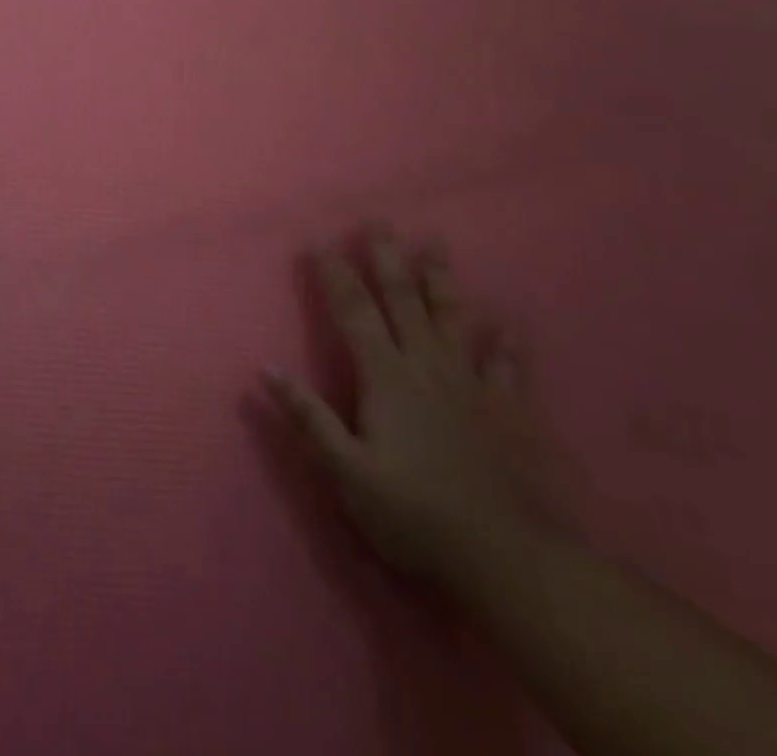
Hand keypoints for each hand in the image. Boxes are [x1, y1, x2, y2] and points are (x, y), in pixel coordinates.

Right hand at [264, 238, 544, 580]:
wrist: (507, 558)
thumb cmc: (414, 514)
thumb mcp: (346, 473)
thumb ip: (308, 418)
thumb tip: (267, 369)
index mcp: (386, 376)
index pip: (354, 311)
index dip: (334, 274)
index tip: (320, 240)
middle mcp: (428, 365)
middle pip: (403, 299)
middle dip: (387, 257)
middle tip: (379, 219)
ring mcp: (472, 384)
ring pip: (453, 318)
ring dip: (441, 279)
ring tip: (435, 243)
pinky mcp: (508, 410)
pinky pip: (507, 368)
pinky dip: (507, 346)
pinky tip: (510, 327)